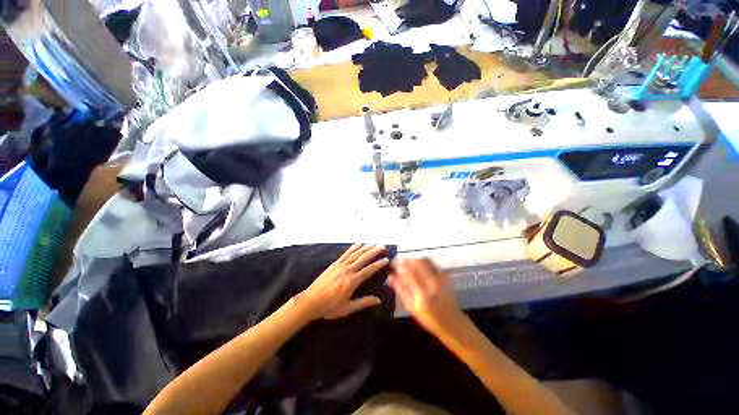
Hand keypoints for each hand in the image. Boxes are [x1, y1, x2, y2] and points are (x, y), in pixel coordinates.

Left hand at [297, 244, 388, 320]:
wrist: (311, 301)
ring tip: (373, 243)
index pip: (368, 270)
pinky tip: (358, 244)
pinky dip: (353, 248)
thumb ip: (363, 302)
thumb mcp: (347, 308)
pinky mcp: (335, 264)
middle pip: (363, 258)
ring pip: (356, 254)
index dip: (378, 264)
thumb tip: (378, 300)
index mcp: (352, 281)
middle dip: (374, 251)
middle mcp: (348, 270)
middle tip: (382, 246)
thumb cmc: (329, 307)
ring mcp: (341, 265)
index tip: (386, 259)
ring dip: (365, 247)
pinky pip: (346, 253)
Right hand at [388, 258, 461, 334]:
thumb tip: (391, 277)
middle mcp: (432, 283)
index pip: (410, 273)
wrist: (451, 321)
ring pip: (425, 260)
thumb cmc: (429, 317)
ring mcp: (441, 278)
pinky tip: (418, 264)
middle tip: (399, 259)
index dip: (401, 264)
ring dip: (414, 258)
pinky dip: (423, 261)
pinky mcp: (445, 275)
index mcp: (422, 293)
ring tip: (407, 260)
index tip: (394, 261)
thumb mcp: (411, 307)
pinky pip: (432, 263)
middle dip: (407, 259)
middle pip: (418, 263)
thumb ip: (401, 291)